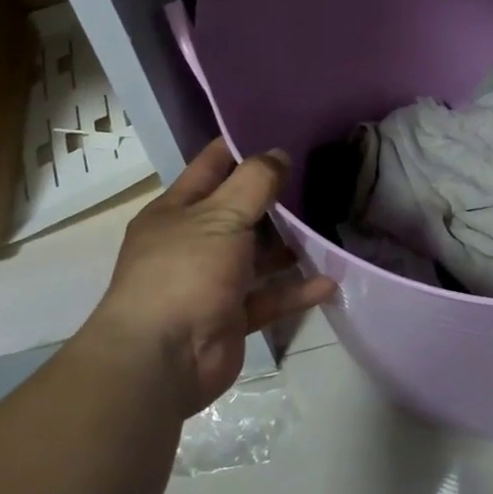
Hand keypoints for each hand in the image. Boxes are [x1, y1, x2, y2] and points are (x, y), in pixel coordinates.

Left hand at [84, 138, 336, 412]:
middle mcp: (192, 242)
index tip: (282, 132)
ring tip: (330, 228)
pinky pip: (270, 296)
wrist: (162, 362)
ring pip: (258, 255)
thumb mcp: (221, 215)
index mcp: (177, 212)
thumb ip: (255, 181)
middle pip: (240, 211)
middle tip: (319, 178)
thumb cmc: (185, 272)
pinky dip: (296, 290)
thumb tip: (280, 154)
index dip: (242, 146)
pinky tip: (329, 281)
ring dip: (290, 246)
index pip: (212, 166)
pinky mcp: (231, 316)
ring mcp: (212, 281)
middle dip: (276, 198)